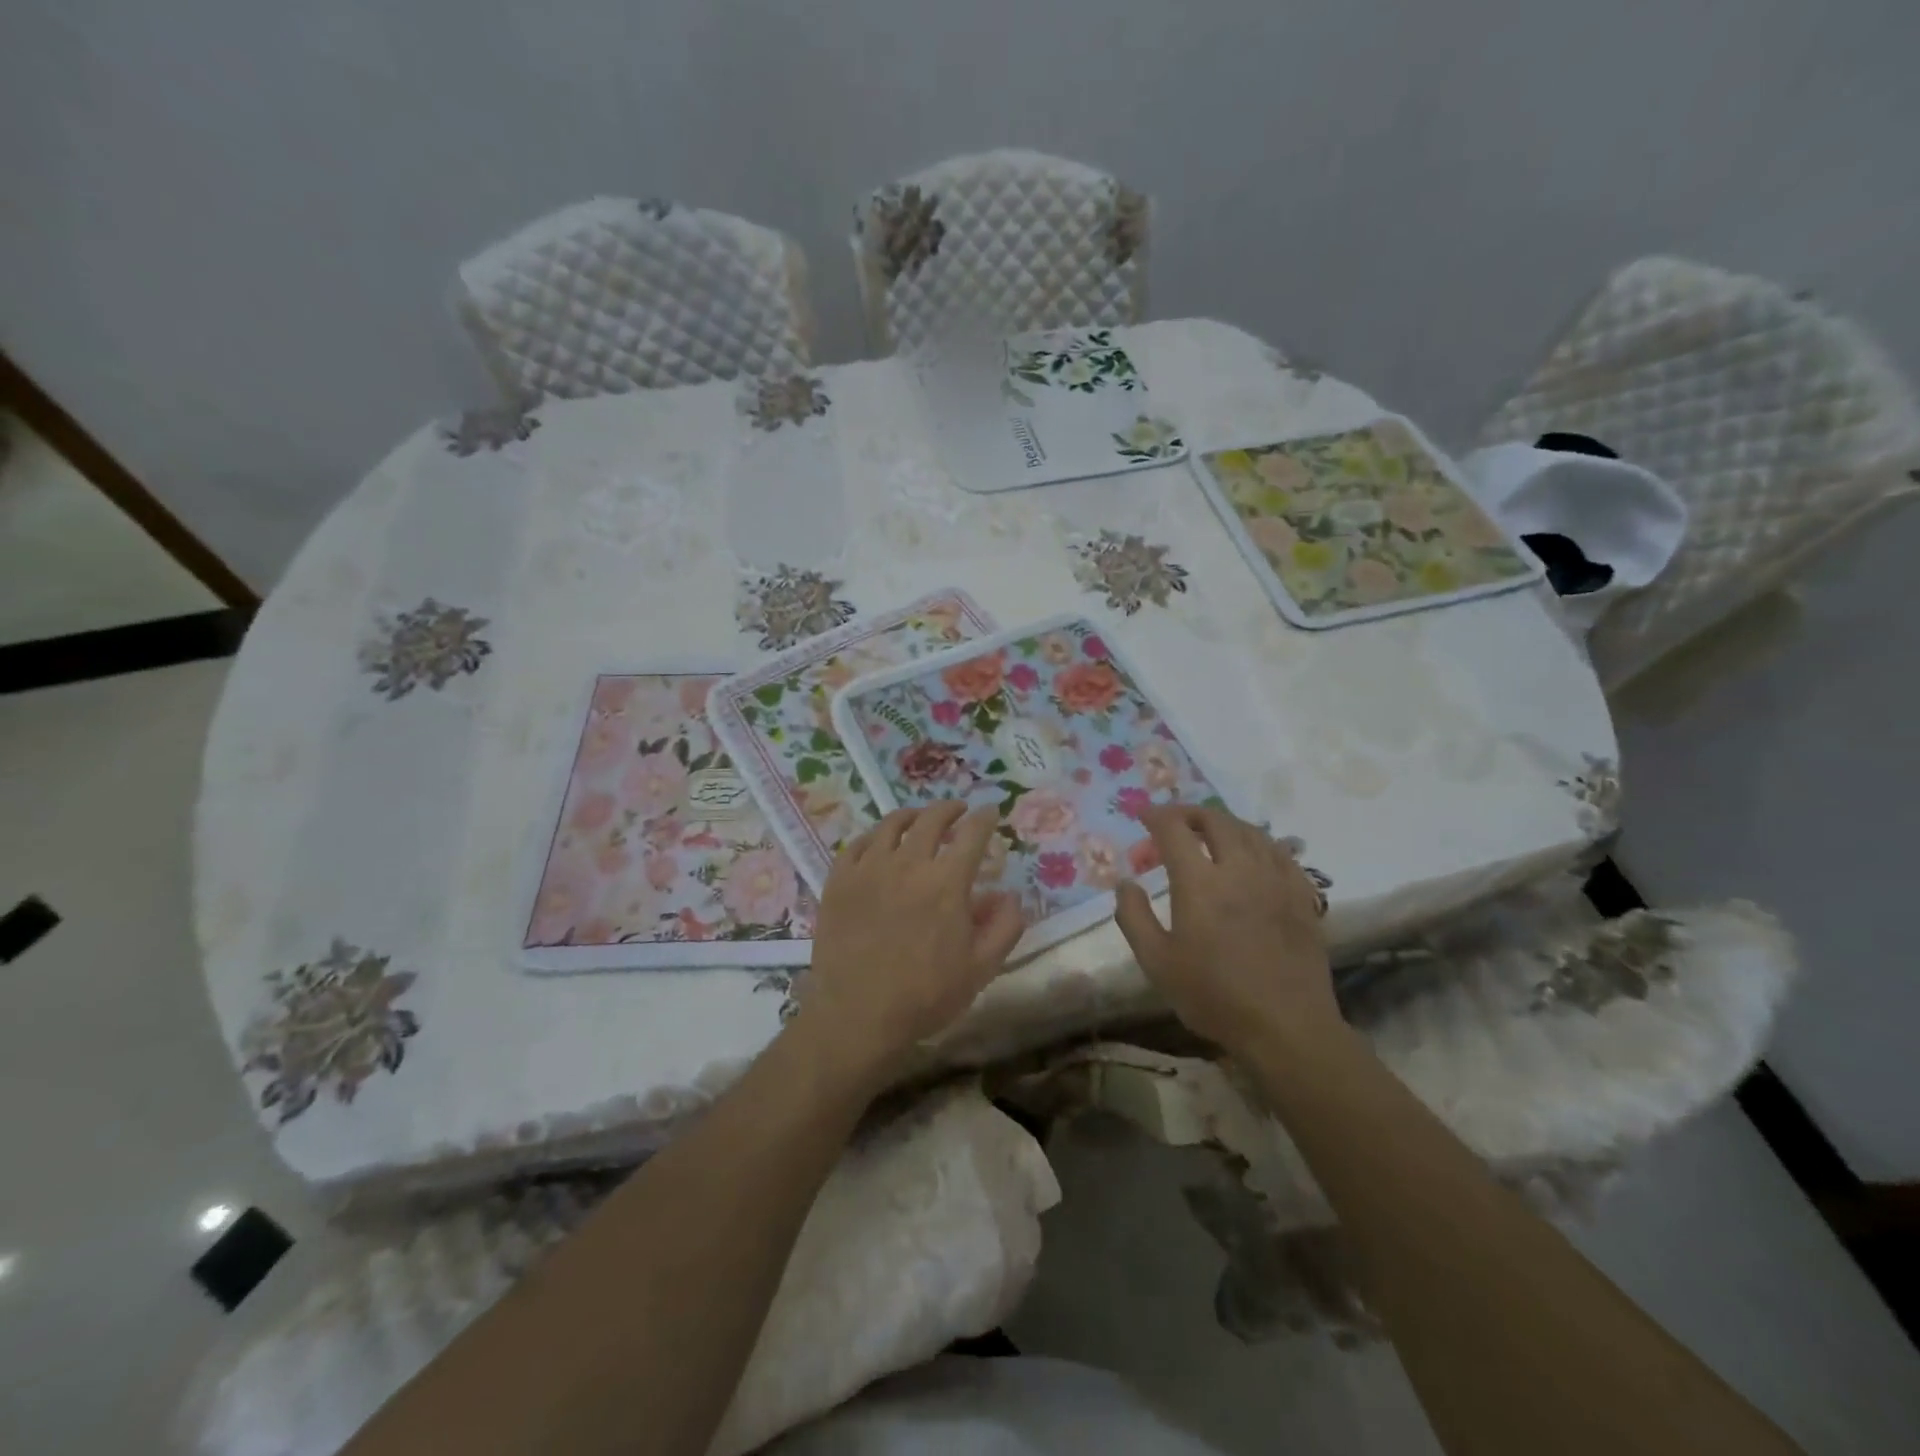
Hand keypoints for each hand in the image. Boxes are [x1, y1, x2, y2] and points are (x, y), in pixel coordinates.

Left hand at [797, 802, 1024, 1085]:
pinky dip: (873, 836)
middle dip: (949, 809)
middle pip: (931, 819)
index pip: (972, 834)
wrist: (857, 1015)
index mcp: (946, 882)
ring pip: (891, 825)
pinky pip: (856, 844)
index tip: (990, 811)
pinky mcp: (838, 881)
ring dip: (912, 816)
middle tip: (958, 810)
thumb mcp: (981, 968)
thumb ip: (1004, 927)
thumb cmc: (925, 995)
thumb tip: (1010, 894)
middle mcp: (908, 864)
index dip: (985, 818)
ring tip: (918, 818)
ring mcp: (868, 869)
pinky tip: (877, 842)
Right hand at [1114, 804, 1337, 1053]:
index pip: (1174, 829)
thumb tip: (1125, 883)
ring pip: (1251, 831)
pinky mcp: (1302, 896)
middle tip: (1175, 821)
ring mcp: (1275, 880)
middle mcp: (1239, 869)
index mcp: (1199, 883)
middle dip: (1190, 813)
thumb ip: (1134, 917)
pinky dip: (1259, 842)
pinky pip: (1281, 852)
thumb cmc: (1214, 996)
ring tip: (1211, 832)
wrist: (1286, 1027)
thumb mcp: (1157, 963)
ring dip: (1225, 823)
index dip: (1156, 816)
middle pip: (1215, 821)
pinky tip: (1254, 854)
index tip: (1144, 816)